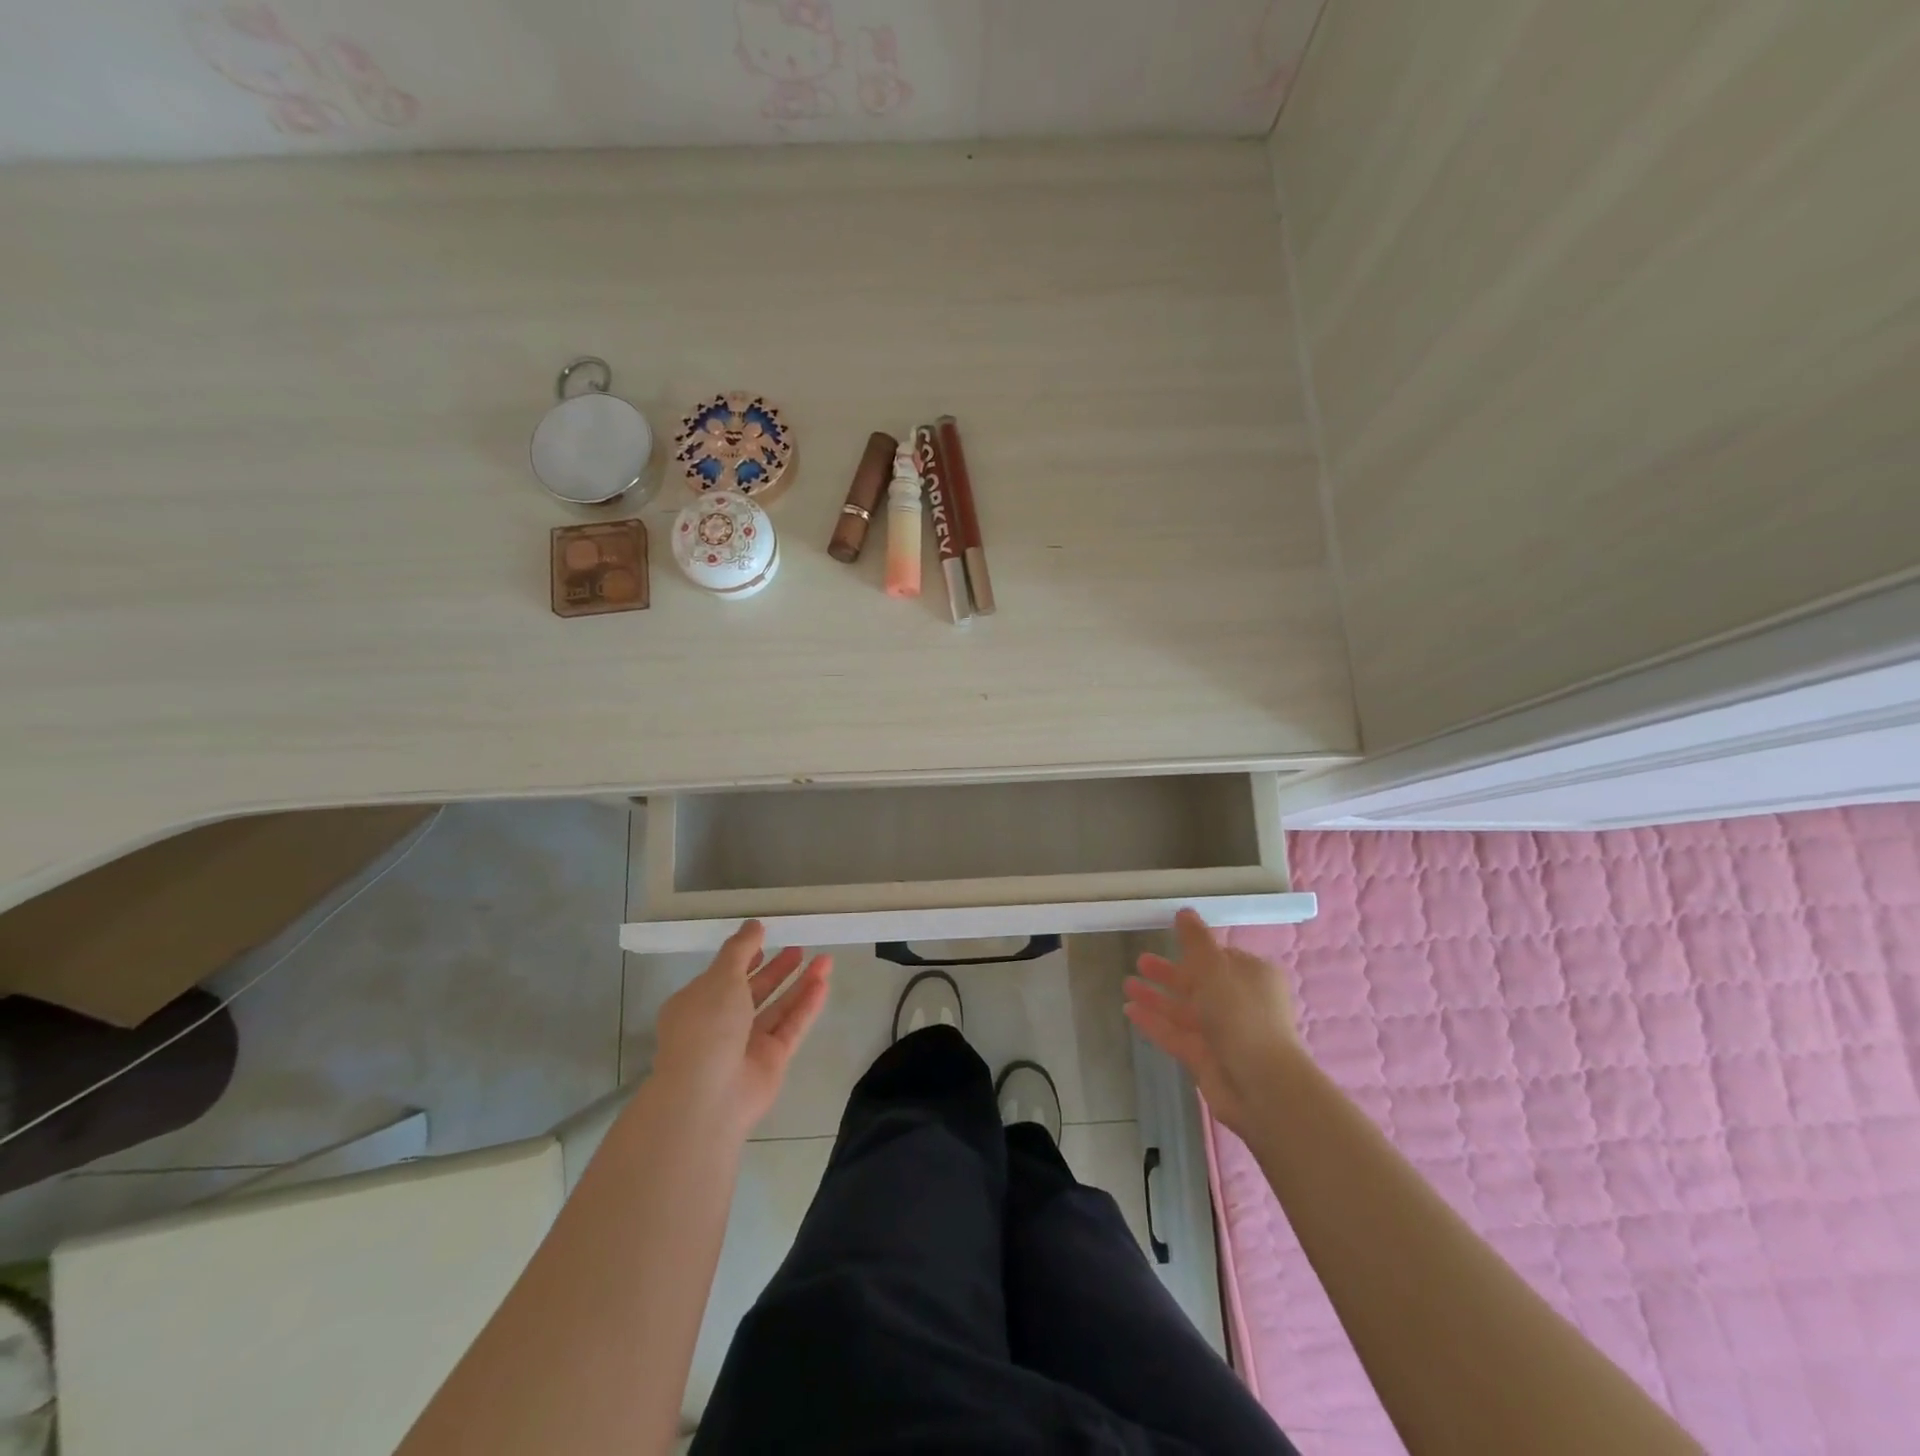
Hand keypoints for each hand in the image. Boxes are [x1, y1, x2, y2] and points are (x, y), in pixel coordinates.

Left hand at [653, 921, 831, 1137]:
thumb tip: (754, 924)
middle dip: (776, 970)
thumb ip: (740, 949)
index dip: (744, 958)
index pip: (722, 976)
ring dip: (799, 984)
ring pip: (777, 1008)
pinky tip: (824, 983)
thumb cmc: (706, 1027)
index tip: (765, 940)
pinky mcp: (771, 1061)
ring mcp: (747, 1045)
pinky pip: (792, 1027)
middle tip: (799, 948)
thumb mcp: (720, 977)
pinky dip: (807, 1005)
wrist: (708, 1096)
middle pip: (754, 992)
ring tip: (825, 959)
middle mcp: (720, 1024)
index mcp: (697, 1004)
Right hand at [1124, 908, 1298, 1136]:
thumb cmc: (1241, 1013)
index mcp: (1252, 976)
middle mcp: (1240, 1002)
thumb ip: (1195, 940)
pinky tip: (1129, 1011)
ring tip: (1126, 984)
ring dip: (1157, 997)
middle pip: (1199, 983)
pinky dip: (1154, 1022)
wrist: (1260, 1084)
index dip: (1195, 950)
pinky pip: (1175, 1034)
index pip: (1221, 958)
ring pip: (1184, 1009)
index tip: (1169, 940)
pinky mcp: (1205, 1058)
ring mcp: (1222, 1032)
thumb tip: (1185, 911)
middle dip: (1169, 973)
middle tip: (1140, 961)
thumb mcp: (1215, 966)